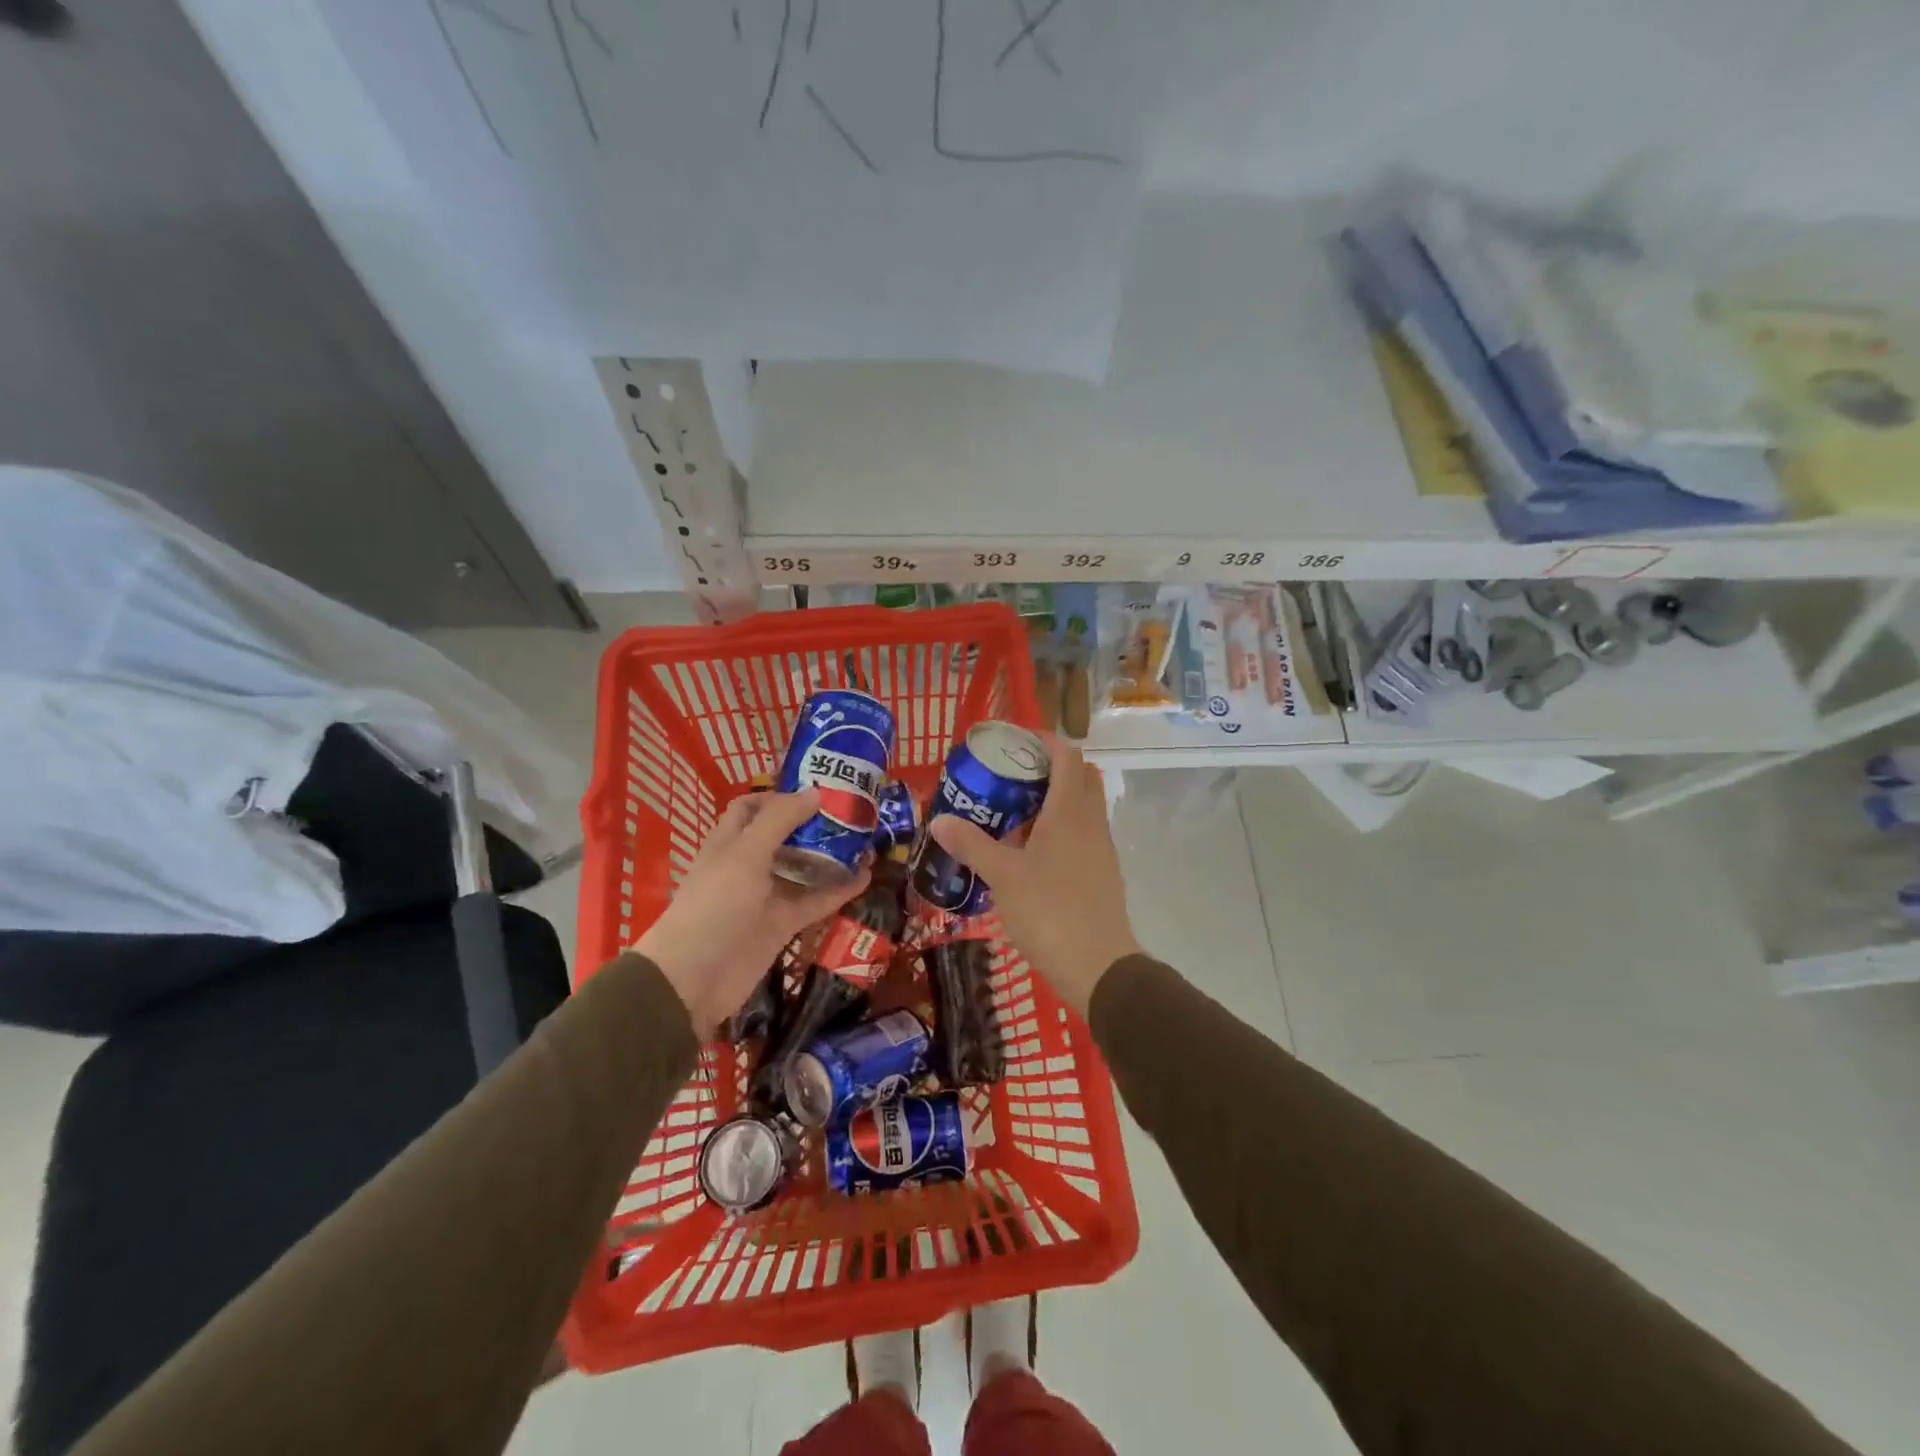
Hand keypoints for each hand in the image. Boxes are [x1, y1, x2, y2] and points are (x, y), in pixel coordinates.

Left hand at [635, 791, 868, 1035]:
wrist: (694, 979)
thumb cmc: (715, 905)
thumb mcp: (746, 854)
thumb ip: (780, 820)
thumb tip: (815, 791)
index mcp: (730, 841)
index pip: (753, 807)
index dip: (780, 796)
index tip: (817, 791)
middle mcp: (748, 864)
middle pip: (784, 836)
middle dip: (814, 824)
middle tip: (852, 812)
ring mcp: (766, 896)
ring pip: (803, 868)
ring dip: (831, 855)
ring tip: (867, 840)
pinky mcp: (782, 924)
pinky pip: (815, 901)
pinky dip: (839, 890)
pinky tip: (866, 877)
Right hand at [927, 736, 1140, 1016]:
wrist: (1098, 968)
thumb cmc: (1050, 912)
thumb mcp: (1004, 877)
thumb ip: (973, 845)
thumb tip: (939, 820)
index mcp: (1070, 813)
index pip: (1068, 757)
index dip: (1045, 741)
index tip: (1015, 740)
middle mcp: (1091, 823)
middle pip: (1080, 778)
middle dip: (1049, 769)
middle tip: (1012, 776)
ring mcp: (1101, 850)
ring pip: (1081, 808)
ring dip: (1054, 801)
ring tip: (1014, 814)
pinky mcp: (1101, 874)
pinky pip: (1082, 835)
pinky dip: (1060, 830)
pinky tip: (1031, 853)